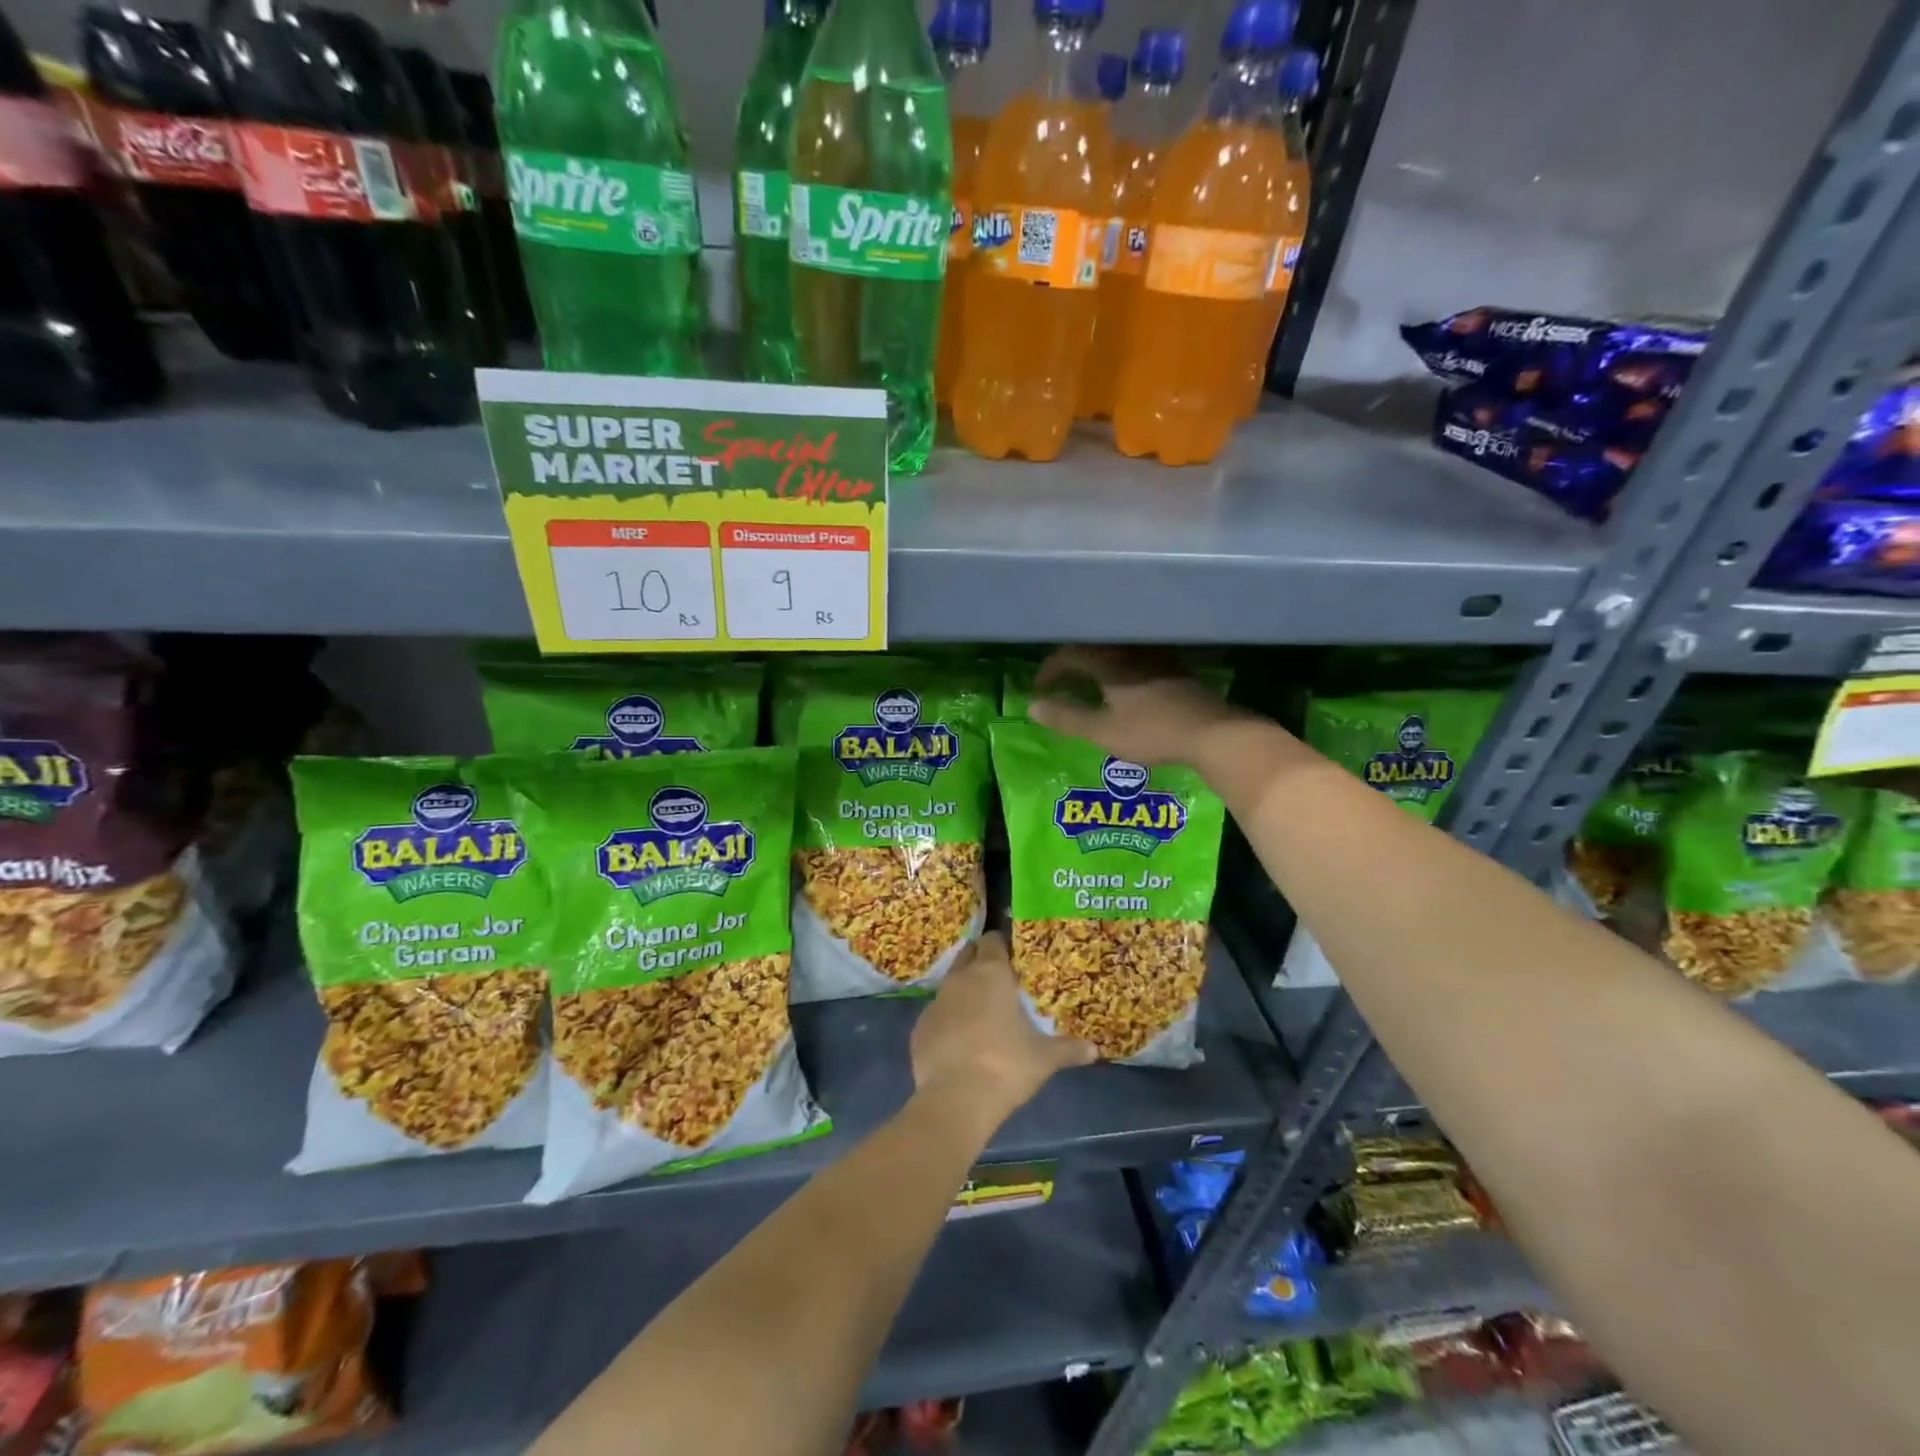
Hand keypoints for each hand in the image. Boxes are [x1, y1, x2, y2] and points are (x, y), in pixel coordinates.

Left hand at [910, 932, 1095, 1124]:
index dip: (1002, 945)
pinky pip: (937, 1015)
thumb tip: (1094, 1049)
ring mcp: (935, 1002)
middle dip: (980, 961)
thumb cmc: (1006, 1066)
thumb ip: (1068, 1049)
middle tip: (999, 980)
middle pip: (968, 955)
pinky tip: (959, 1043)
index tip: (1014, 958)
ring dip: (963, 992)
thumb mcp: (1045, 1058)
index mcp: (991, 974)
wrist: (956, 1100)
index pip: (992, 941)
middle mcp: (960, 979)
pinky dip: (948, 1021)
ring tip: (980, 1013)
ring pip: (950, 984)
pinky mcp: (919, 1028)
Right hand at [1028, 646, 1246, 767]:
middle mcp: (1131, 651)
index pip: (1070, 655)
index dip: (1050, 670)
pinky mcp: (1174, 667)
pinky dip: (1118, 668)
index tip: (1039, 688)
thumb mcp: (1102, 731)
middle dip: (1071, 663)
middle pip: (1093, 647)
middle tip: (1059, 683)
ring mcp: (1156, 657)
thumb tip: (1031, 706)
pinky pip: (1135, 657)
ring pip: (1116, 651)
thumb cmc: (1152, 732)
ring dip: (1095, 663)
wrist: (1212, 733)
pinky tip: (1122, 686)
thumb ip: (1066, 718)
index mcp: (1109, 662)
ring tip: (1086, 683)